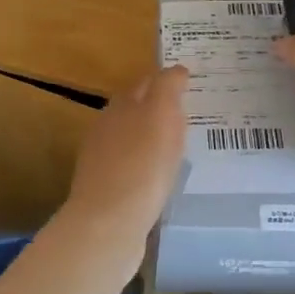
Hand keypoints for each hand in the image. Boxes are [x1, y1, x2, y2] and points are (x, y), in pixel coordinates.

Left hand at [60, 66, 188, 243]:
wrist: (109, 223)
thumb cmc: (141, 165)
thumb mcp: (160, 114)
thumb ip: (167, 88)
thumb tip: (176, 70)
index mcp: (121, 106)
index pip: (147, 83)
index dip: (168, 82)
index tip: (191, 86)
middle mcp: (107, 128)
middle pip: (136, 110)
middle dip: (159, 108)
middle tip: (190, 115)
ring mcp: (103, 161)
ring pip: (133, 140)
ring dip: (153, 139)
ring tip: (181, 147)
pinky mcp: (107, 191)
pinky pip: (133, 169)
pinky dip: (148, 166)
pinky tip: (161, 177)